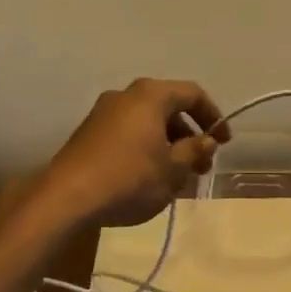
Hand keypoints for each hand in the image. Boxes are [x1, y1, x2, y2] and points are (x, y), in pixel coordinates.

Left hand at [37, 78, 227, 229]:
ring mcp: (103, 113)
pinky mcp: (88, 133)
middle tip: (201, 165)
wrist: (66, 198)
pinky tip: (148, 177)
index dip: (213, 116)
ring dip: (168, 144)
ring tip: (177, 177)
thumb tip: (206, 140)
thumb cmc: (129, 178)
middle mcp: (125, 95)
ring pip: (147, 122)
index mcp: (150, 95)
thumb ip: (194, 151)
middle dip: (190, 135)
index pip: (192, 94)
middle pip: (168, 107)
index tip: (224, 142)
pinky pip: (128, 133)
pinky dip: (145, 148)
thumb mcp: (172, 169)